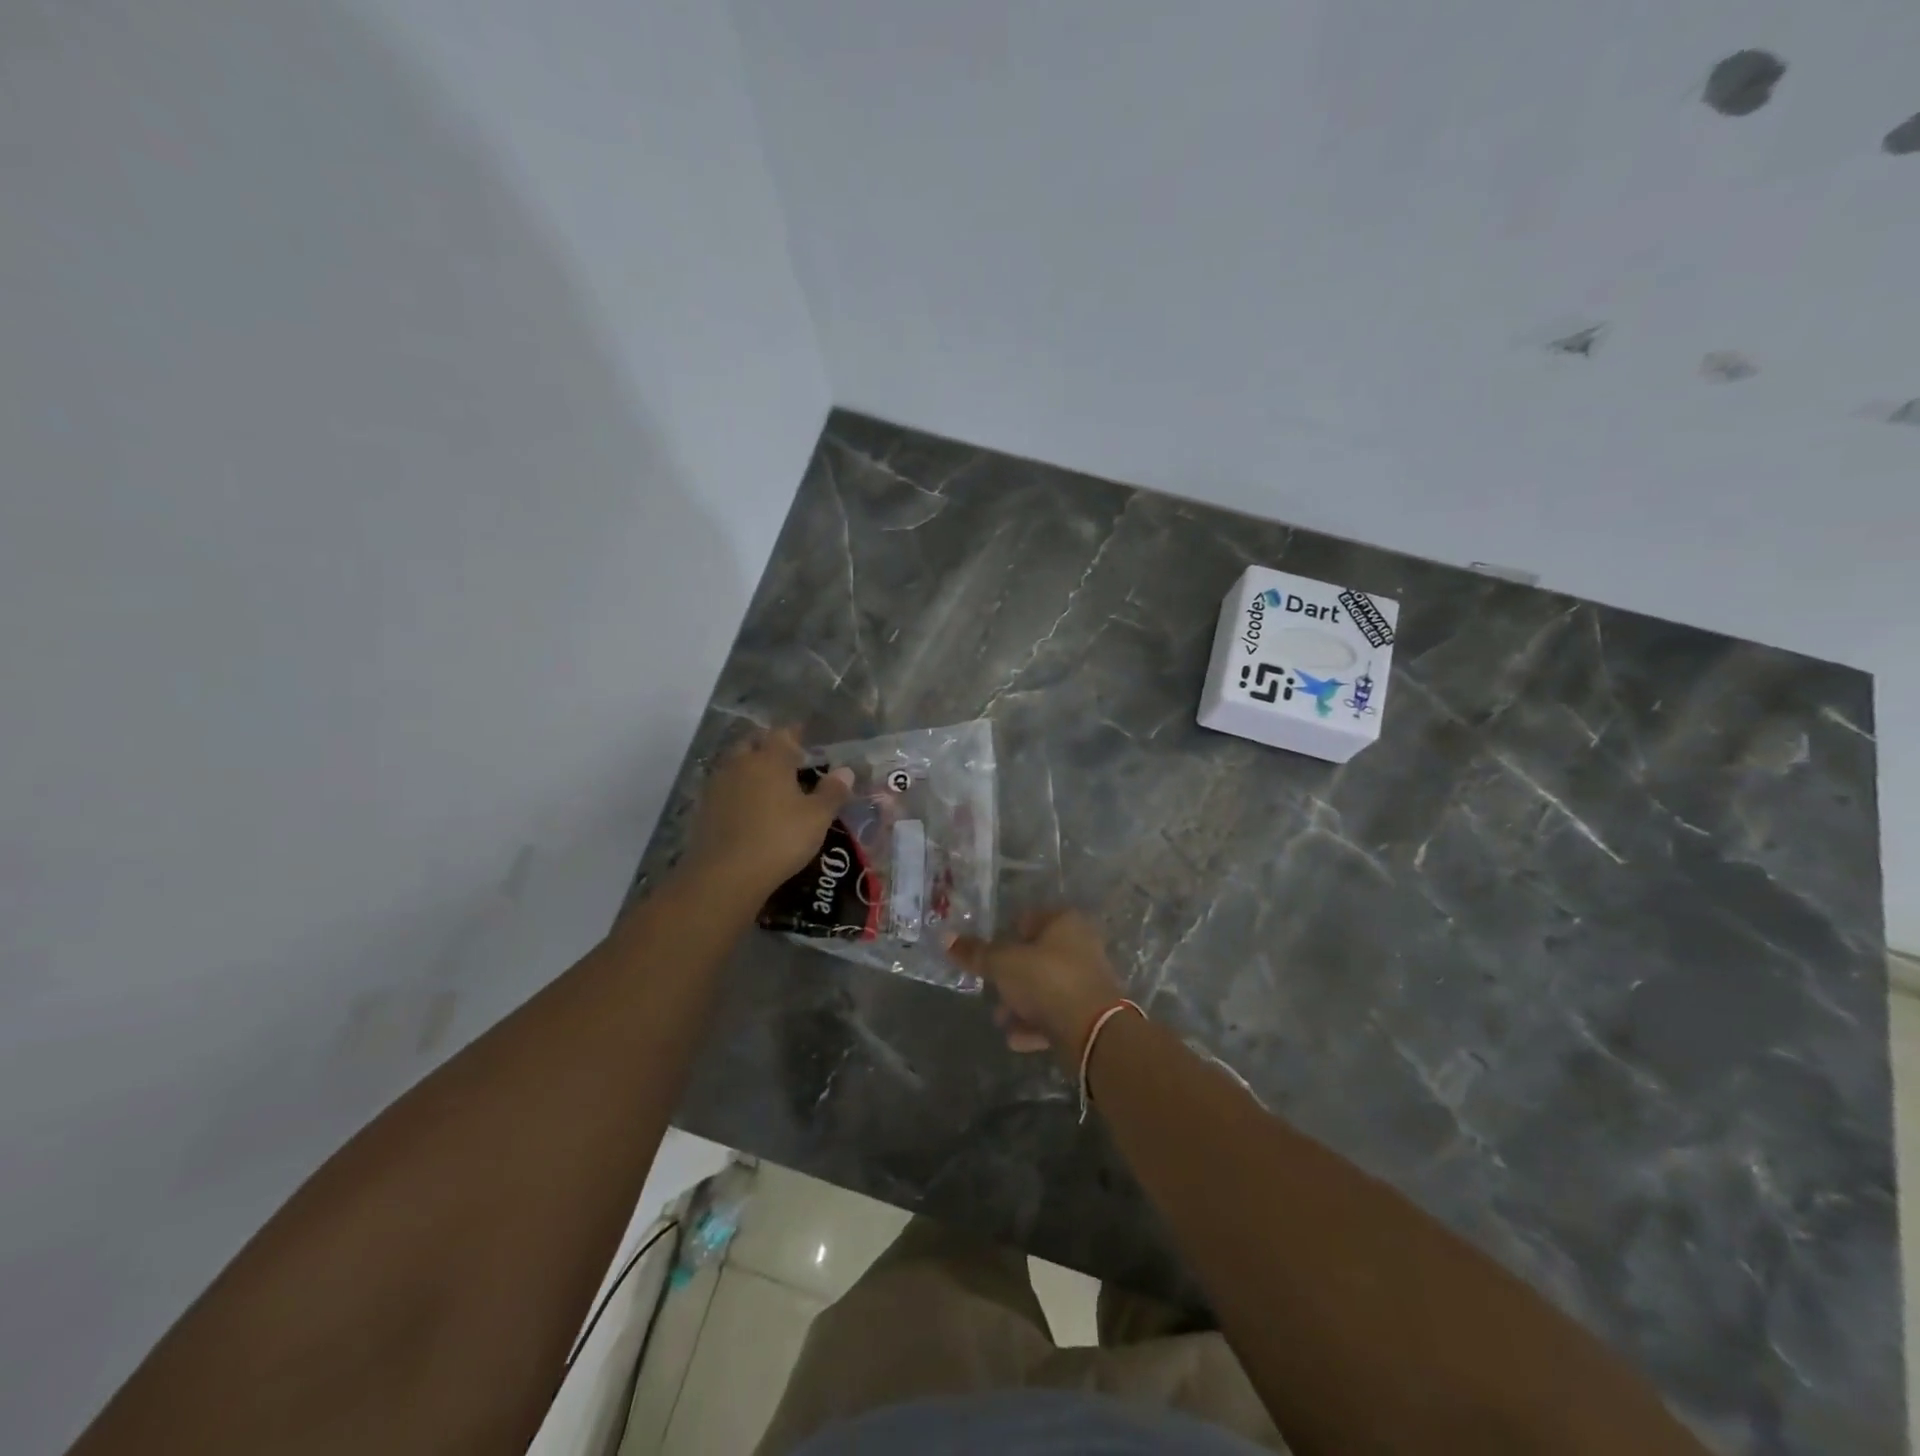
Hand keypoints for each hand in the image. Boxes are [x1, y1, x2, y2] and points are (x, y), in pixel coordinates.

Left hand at [683, 727, 853, 901]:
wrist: (726, 874)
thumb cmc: (780, 839)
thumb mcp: (817, 817)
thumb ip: (832, 791)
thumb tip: (845, 771)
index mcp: (770, 759)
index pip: (782, 734)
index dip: (794, 734)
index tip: (804, 737)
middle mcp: (740, 763)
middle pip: (753, 744)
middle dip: (768, 747)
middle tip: (786, 760)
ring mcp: (718, 785)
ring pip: (735, 765)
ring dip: (750, 768)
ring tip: (768, 784)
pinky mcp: (704, 808)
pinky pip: (724, 788)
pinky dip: (737, 791)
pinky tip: (748, 807)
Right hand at [950, 910, 1126, 1065]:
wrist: (1093, 1032)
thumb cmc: (1047, 980)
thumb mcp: (1003, 964)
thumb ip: (976, 953)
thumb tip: (945, 938)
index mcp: (1064, 922)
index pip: (1028, 919)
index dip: (1004, 935)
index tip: (986, 955)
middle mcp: (1081, 945)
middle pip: (1036, 957)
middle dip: (1010, 977)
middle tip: (991, 991)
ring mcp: (1088, 979)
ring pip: (1045, 987)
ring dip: (1021, 1004)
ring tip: (1001, 1021)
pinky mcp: (1090, 1012)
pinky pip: (1056, 1014)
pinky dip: (1036, 1025)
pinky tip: (1016, 1040)